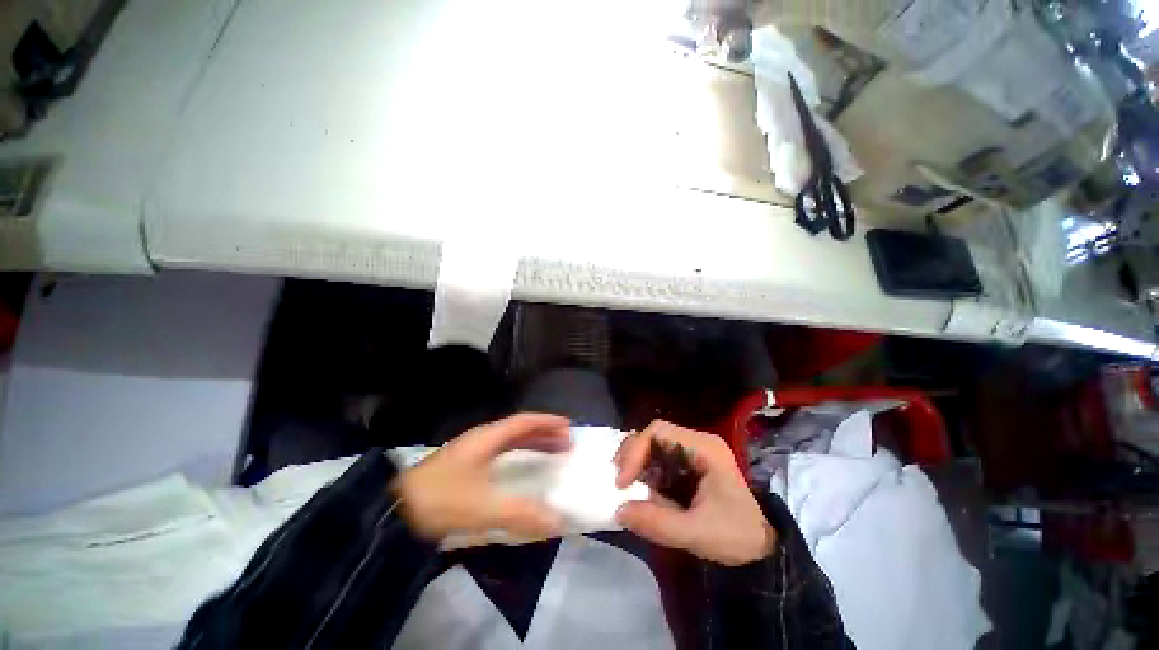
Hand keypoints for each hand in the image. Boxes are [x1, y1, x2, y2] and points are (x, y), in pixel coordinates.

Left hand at [392, 413, 571, 541]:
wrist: (392, 514)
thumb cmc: (442, 500)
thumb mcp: (484, 507)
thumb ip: (522, 514)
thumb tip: (558, 521)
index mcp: (487, 438)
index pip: (524, 421)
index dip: (547, 422)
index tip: (567, 427)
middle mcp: (481, 440)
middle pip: (519, 430)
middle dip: (543, 434)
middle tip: (566, 443)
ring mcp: (470, 453)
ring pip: (509, 442)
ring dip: (531, 445)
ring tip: (551, 454)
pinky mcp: (463, 468)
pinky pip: (499, 455)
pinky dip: (517, 458)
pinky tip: (521, 471)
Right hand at [614, 420, 775, 566]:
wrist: (763, 546)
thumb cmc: (736, 535)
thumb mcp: (698, 533)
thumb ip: (658, 523)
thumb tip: (618, 510)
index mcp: (703, 448)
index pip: (659, 431)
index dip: (635, 451)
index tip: (623, 481)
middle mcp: (696, 442)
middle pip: (654, 434)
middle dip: (632, 454)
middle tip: (619, 480)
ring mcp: (692, 452)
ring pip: (654, 445)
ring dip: (636, 462)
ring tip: (625, 484)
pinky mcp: (688, 465)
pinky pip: (659, 459)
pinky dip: (644, 470)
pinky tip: (639, 487)